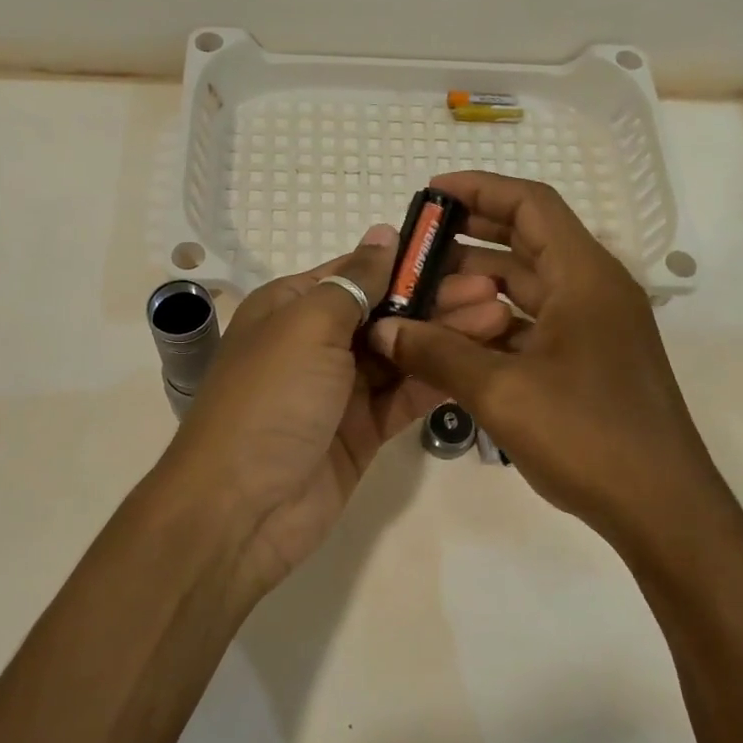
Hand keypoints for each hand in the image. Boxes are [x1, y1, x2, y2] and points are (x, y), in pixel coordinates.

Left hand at [161, 224, 510, 597]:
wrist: (242, 508)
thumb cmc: (270, 399)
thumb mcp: (306, 325)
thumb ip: (353, 281)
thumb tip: (382, 234)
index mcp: (292, 307)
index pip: (357, 272)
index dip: (407, 261)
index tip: (460, 251)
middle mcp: (316, 343)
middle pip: (386, 311)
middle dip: (436, 298)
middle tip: (494, 288)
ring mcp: (341, 390)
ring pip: (402, 353)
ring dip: (445, 335)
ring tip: (500, 317)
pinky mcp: (363, 430)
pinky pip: (405, 395)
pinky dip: (438, 377)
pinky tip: (479, 360)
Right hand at [367, 173, 716, 547]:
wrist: (660, 506)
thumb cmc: (586, 434)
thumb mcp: (501, 391)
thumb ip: (437, 353)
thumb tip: (384, 330)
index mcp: (585, 276)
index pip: (531, 205)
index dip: (480, 189)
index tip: (430, 195)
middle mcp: (594, 291)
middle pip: (528, 242)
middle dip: (470, 240)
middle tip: (415, 249)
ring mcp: (595, 329)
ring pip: (530, 288)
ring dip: (480, 287)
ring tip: (423, 294)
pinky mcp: (590, 363)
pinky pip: (537, 326)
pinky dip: (497, 326)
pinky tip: (455, 340)